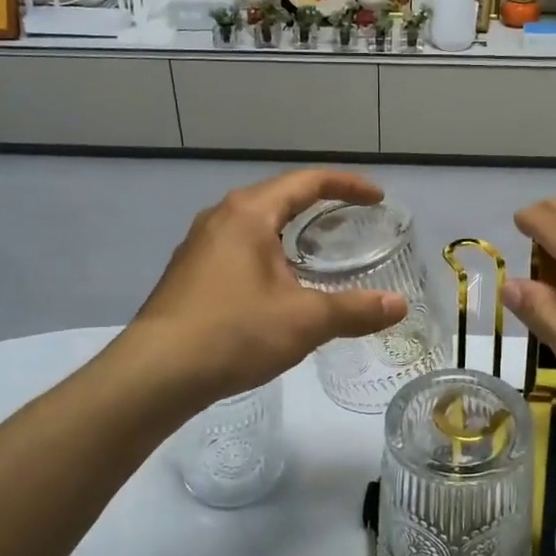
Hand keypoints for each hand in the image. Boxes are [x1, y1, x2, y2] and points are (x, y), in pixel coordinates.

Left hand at [124, 170, 406, 407]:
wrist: (156, 374)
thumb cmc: (234, 332)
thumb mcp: (305, 320)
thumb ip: (355, 310)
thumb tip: (398, 306)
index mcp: (249, 214)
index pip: (307, 182)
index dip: (347, 185)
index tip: (377, 198)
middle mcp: (221, 218)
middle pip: (279, 197)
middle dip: (319, 205)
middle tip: (353, 222)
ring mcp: (199, 245)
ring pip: (256, 224)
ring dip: (291, 230)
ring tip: (319, 250)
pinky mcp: (188, 274)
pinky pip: (238, 248)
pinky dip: (269, 252)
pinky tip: (278, 284)